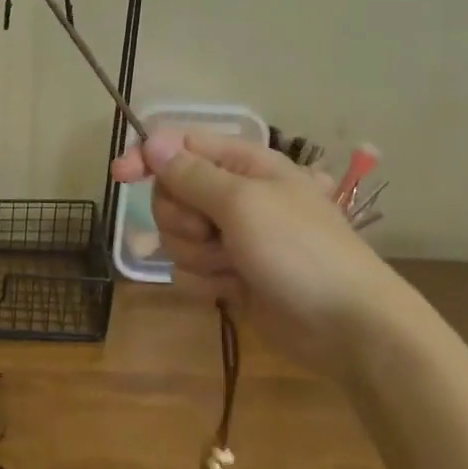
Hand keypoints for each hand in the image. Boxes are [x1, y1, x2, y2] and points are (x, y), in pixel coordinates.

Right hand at [111, 131, 414, 364]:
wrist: (347, 326)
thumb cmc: (299, 251)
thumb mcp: (243, 203)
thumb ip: (192, 175)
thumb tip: (152, 142)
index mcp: (244, 165)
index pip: (180, 146)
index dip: (147, 157)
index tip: (120, 176)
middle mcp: (235, 196)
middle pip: (172, 195)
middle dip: (183, 219)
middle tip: (213, 233)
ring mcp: (232, 238)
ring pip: (177, 237)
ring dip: (199, 256)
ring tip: (234, 267)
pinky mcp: (230, 275)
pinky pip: (191, 271)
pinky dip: (208, 283)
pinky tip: (236, 291)